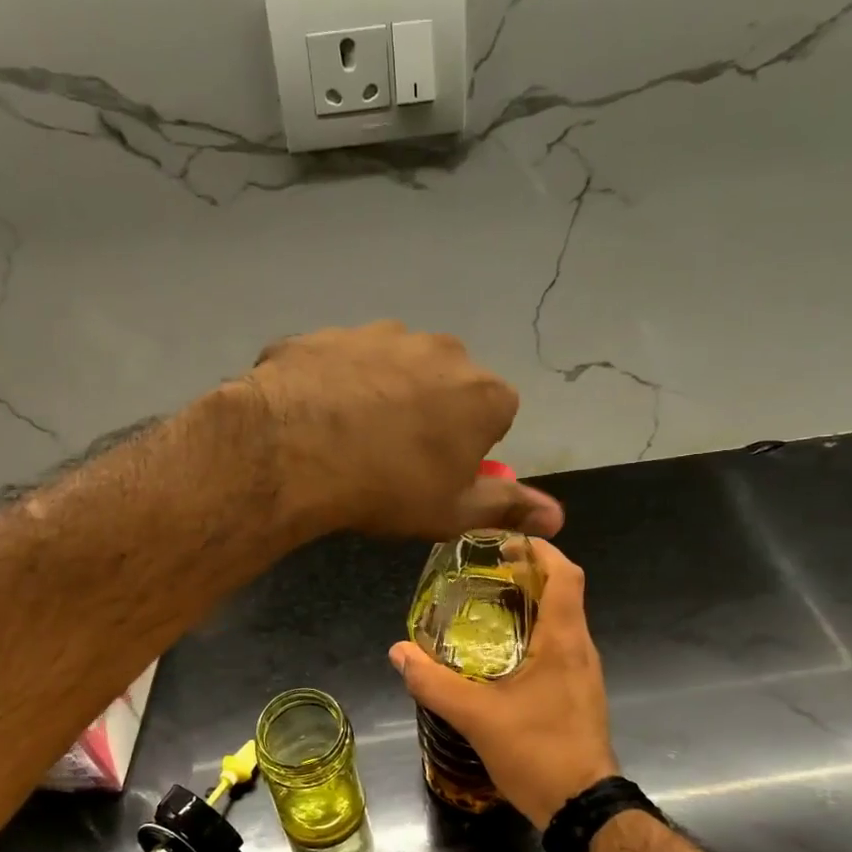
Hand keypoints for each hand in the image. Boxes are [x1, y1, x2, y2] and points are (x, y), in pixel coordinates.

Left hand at [245, 322, 563, 540]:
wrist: (293, 449)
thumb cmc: (389, 486)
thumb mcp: (453, 511)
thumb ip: (508, 507)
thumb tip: (558, 518)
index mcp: (483, 392)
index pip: (497, 414)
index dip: (472, 446)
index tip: (441, 472)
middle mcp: (441, 350)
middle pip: (447, 384)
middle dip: (431, 413)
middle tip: (395, 458)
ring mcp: (380, 334)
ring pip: (393, 368)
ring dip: (382, 395)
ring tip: (349, 438)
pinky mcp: (328, 333)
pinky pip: (341, 363)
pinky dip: (334, 385)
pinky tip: (313, 417)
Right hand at [388, 540, 615, 827]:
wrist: (583, 809)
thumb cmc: (538, 752)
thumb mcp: (477, 717)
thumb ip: (435, 683)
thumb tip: (398, 652)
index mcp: (564, 640)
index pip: (566, 574)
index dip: (540, 550)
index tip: (505, 543)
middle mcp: (580, 648)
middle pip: (562, 592)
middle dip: (526, 575)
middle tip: (482, 574)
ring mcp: (583, 672)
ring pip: (560, 621)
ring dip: (529, 606)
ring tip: (484, 607)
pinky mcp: (577, 693)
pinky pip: (557, 647)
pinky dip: (531, 635)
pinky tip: (498, 654)